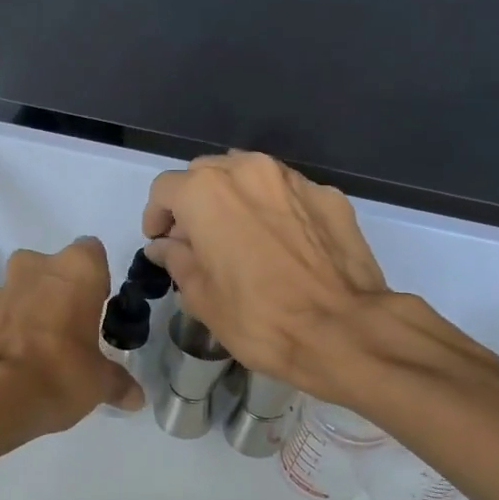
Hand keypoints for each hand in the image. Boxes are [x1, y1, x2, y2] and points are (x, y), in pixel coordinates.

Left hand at [0, 236, 142, 435]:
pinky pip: (6, 315)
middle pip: (55, 269)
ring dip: (36, 310)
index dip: (97, 279)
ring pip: (27, 290)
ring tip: (47, 350)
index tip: (100, 308)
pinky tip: (23, 363)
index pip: (93, 253)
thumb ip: (118, 383)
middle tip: (75, 329)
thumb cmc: (61, 371)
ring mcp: (3, 287)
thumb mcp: (99, 382)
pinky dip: (15, 330)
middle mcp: (37, 266)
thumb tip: (136, 398)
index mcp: (77, 268)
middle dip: (63, 293)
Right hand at [142, 152, 397, 402]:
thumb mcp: (201, 297)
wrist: (342, 329)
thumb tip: (164, 245)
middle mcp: (249, 170)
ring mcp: (293, 179)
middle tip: (197, 242)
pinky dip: (273, 210)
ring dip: (234, 200)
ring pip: (249, 176)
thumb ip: (176, 260)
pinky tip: (281, 246)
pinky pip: (287, 194)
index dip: (156, 216)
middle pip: (206, 173)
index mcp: (207, 192)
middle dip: (194, 202)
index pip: (164, 189)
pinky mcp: (329, 195)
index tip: (161, 242)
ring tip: (239, 239)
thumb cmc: (258, 318)